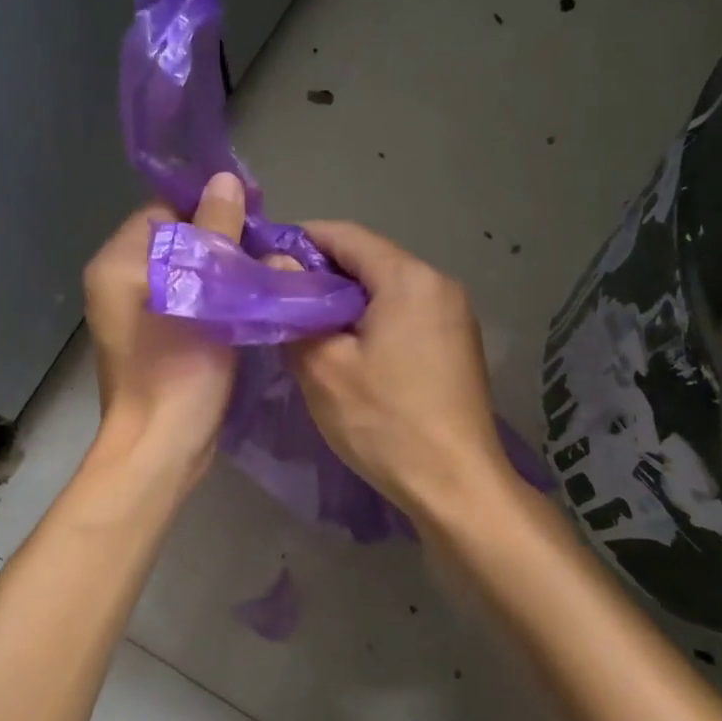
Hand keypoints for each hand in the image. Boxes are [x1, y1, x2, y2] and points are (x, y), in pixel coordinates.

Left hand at [83, 172, 247, 474]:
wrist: (161, 448)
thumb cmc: (178, 369)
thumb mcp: (204, 294)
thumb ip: (215, 234)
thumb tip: (225, 181)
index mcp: (118, 263)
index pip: (165, 210)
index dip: (209, 208)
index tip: (254, 216)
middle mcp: (118, 282)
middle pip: (176, 240)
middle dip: (220, 240)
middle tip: (265, 250)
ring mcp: (133, 313)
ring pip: (185, 271)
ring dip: (222, 270)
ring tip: (263, 273)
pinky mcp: (153, 338)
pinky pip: (187, 299)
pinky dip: (214, 296)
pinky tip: (246, 303)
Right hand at [287, 221, 509, 521]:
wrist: (456, 485)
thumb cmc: (384, 421)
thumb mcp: (324, 366)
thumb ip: (296, 308)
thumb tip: (277, 263)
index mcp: (409, 277)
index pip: (345, 235)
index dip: (300, 241)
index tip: (263, 259)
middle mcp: (439, 283)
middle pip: (369, 260)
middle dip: (321, 274)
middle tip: (279, 299)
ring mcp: (455, 314)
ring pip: (387, 289)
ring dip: (346, 300)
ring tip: (306, 326)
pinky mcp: (458, 343)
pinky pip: (406, 313)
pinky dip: (372, 320)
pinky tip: (348, 349)